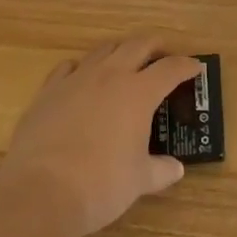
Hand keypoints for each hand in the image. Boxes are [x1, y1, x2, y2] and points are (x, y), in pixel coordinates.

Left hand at [0, 32, 199, 235]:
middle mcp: (110, 76)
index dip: (186, 66)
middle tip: (163, 56)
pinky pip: (68, 67)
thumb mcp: (139, 180)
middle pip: (138, 44)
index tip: (195, 68)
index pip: (170, 69)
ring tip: (125, 63)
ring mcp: (76, 80)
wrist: (40, 191)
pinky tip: (82, 80)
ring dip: (120, 51)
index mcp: (139, 93)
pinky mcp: (48, 91)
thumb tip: (175, 169)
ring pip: (103, 49)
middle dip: (155, 46)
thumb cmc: (101, 184)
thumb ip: (161, 171)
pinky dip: (81, 68)